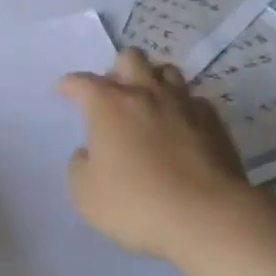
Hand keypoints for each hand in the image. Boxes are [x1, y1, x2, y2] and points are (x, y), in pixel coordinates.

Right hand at [59, 49, 250, 261]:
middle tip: (114, 95)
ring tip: (149, 103)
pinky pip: (195, 101)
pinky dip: (184, 108)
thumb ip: (80, 165)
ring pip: (167, 71)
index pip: (80, 82)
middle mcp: (144, 93)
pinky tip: (182, 126)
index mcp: (108, 104)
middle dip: (117, 70)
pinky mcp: (213, 122)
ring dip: (153, 81)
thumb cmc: (137, 203)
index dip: (68, 85)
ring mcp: (183, 104)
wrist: (207, 217)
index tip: (62, 92)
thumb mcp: (85, 194)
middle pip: (130, 58)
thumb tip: (89, 153)